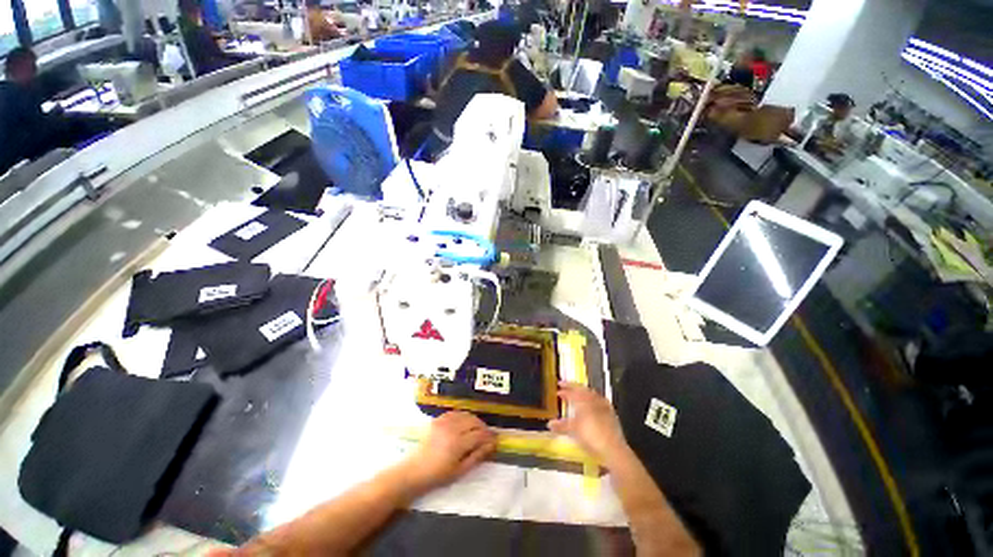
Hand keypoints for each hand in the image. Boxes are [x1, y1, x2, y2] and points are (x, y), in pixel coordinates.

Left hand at [403, 411, 496, 492]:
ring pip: (466, 415)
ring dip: (474, 420)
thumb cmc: (438, 475)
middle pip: (474, 421)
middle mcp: (452, 429)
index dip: (489, 436)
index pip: (479, 434)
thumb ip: (477, 456)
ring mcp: (444, 422)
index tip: (495, 440)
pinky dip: (463, 416)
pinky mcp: (438, 419)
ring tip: (477, 430)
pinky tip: (465, 423)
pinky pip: (455, 412)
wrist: (414, 471)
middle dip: (483, 427)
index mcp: (458, 444)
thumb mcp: (460, 470)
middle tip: (487, 436)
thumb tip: (491, 445)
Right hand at [548, 382, 629, 465]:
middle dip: (573, 388)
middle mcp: (594, 399)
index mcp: (583, 399)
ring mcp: (604, 405)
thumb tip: (550, 424)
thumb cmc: (590, 436)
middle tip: (566, 387)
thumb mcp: (573, 430)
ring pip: (591, 394)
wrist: (613, 449)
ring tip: (577, 396)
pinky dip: (592, 401)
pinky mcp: (611, 413)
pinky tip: (591, 406)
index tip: (558, 390)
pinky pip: (599, 401)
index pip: (572, 391)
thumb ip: (561, 425)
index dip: (564, 390)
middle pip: (582, 389)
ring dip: (583, 393)